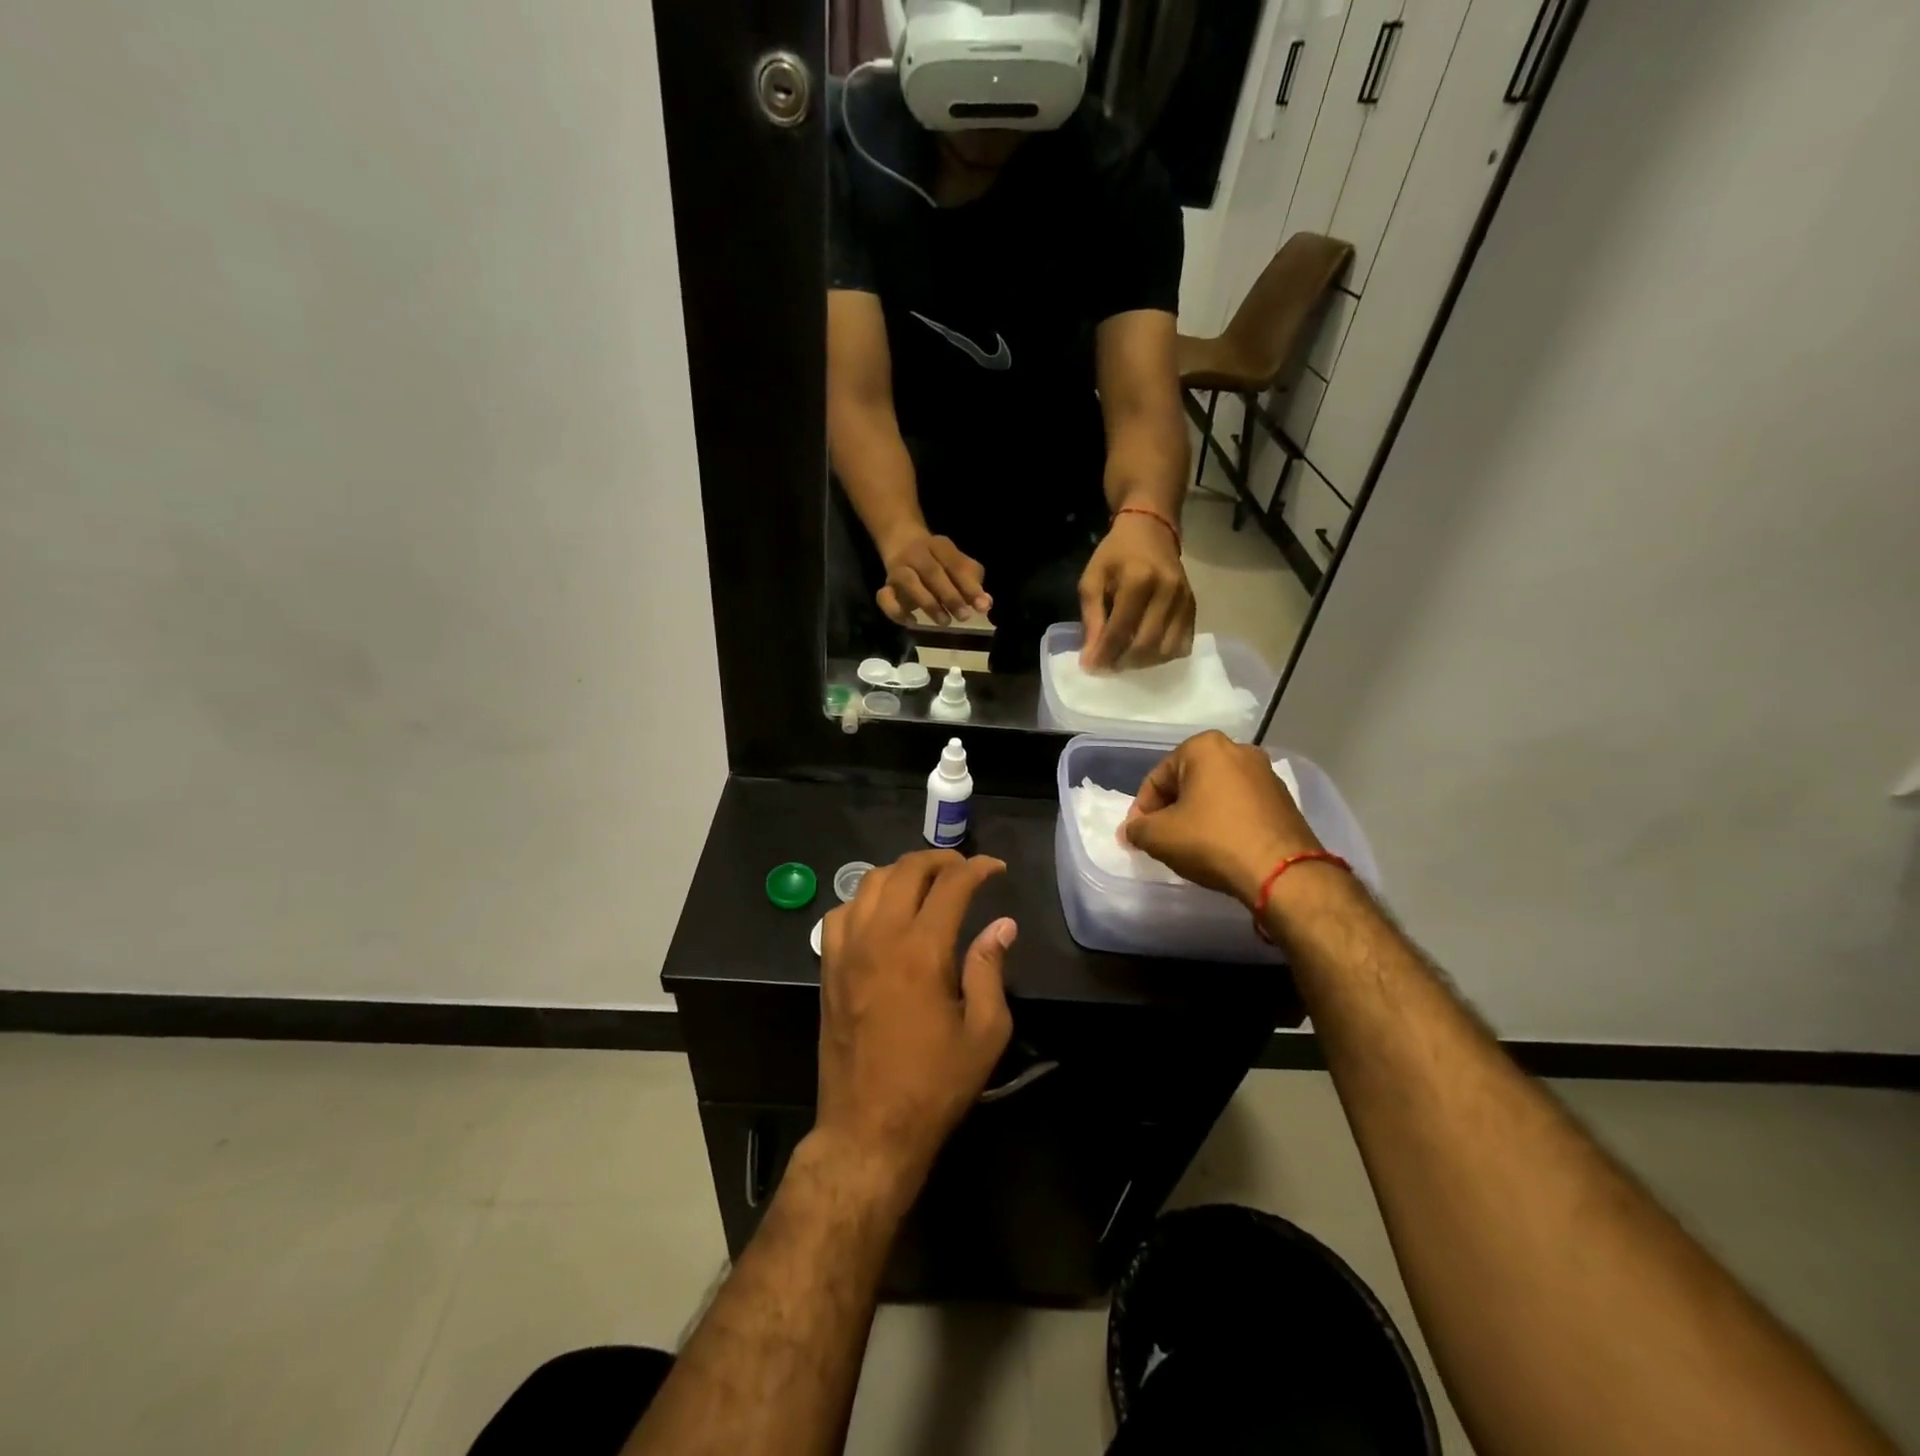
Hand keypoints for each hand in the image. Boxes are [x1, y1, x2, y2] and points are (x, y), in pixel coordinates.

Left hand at [816, 850, 1016, 1202]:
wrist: (868, 1129)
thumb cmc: (934, 1085)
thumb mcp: (984, 1033)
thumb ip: (990, 969)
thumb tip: (1001, 925)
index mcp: (922, 950)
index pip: (951, 884)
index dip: (977, 868)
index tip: (996, 869)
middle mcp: (880, 937)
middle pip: (906, 870)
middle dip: (940, 859)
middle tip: (963, 870)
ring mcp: (846, 950)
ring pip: (869, 882)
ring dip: (902, 873)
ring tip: (926, 884)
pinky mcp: (828, 968)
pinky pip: (841, 912)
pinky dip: (864, 899)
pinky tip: (881, 915)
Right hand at [876, 531, 991, 626]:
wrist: (901, 539)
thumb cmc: (938, 559)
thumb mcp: (957, 564)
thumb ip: (973, 583)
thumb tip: (985, 604)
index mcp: (940, 546)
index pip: (956, 564)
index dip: (970, 586)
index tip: (982, 606)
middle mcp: (917, 554)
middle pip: (932, 573)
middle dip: (950, 596)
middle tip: (964, 617)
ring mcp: (899, 569)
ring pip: (909, 583)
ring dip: (928, 604)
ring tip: (944, 622)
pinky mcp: (886, 585)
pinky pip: (884, 598)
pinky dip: (896, 611)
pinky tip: (912, 621)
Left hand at [1078, 512, 1194, 668]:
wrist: (1151, 530)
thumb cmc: (1116, 554)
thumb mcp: (1092, 579)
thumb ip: (1091, 618)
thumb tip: (1090, 658)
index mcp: (1138, 579)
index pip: (1121, 629)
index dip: (1104, 654)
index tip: (1091, 667)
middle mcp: (1167, 591)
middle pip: (1146, 645)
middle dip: (1122, 662)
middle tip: (1107, 666)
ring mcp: (1184, 600)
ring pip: (1166, 650)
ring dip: (1142, 663)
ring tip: (1124, 659)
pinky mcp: (1194, 607)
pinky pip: (1182, 645)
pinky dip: (1162, 656)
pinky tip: (1145, 652)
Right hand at [1122, 731, 1322, 904]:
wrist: (1283, 873)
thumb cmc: (1213, 841)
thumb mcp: (1160, 837)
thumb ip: (1137, 829)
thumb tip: (1132, 830)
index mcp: (1204, 747)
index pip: (1157, 778)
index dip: (1142, 810)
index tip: (1138, 837)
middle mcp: (1238, 749)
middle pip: (1187, 782)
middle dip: (1171, 810)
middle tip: (1162, 840)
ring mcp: (1265, 773)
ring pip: (1215, 793)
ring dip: (1198, 815)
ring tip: (1190, 846)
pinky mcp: (1283, 799)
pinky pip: (1240, 805)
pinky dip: (1224, 821)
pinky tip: (1220, 847)